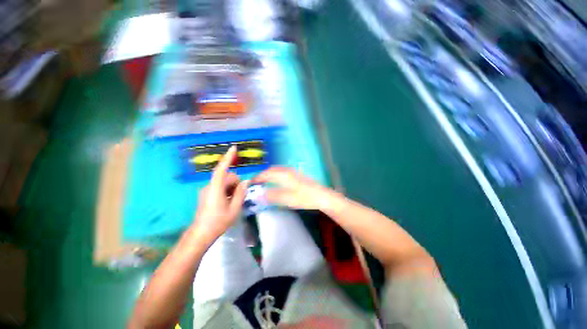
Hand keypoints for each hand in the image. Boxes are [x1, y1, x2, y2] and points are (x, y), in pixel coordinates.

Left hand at [194, 146, 248, 240]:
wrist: (201, 234)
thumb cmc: (218, 222)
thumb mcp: (234, 209)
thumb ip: (241, 193)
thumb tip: (245, 182)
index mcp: (216, 189)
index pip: (222, 169)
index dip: (228, 158)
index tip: (234, 148)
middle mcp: (209, 186)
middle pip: (227, 176)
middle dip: (235, 183)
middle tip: (238, 197)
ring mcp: (207, 190)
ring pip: (224, 181)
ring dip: (231, 187)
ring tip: (232, 201)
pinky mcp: (206, 193)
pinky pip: (220, 186)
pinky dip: (227, 190)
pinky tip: (227, 201)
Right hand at [252, 167, 339, 210]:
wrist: (322, 196)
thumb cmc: (305, 198)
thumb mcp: (288, 199)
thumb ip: (273, 196)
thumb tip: (259, 194)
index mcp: (284, 175)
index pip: (267, 174)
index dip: (258, 177)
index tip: (251, 182)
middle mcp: (288, 171)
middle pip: (272, 170)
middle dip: (263, 175)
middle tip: (256, 182)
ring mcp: (294, 172)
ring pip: (278, 170)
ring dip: (269, 174)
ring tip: (264, 181)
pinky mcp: (297, 175)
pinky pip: (282, 171)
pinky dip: (276, 174)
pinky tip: (277, 180)